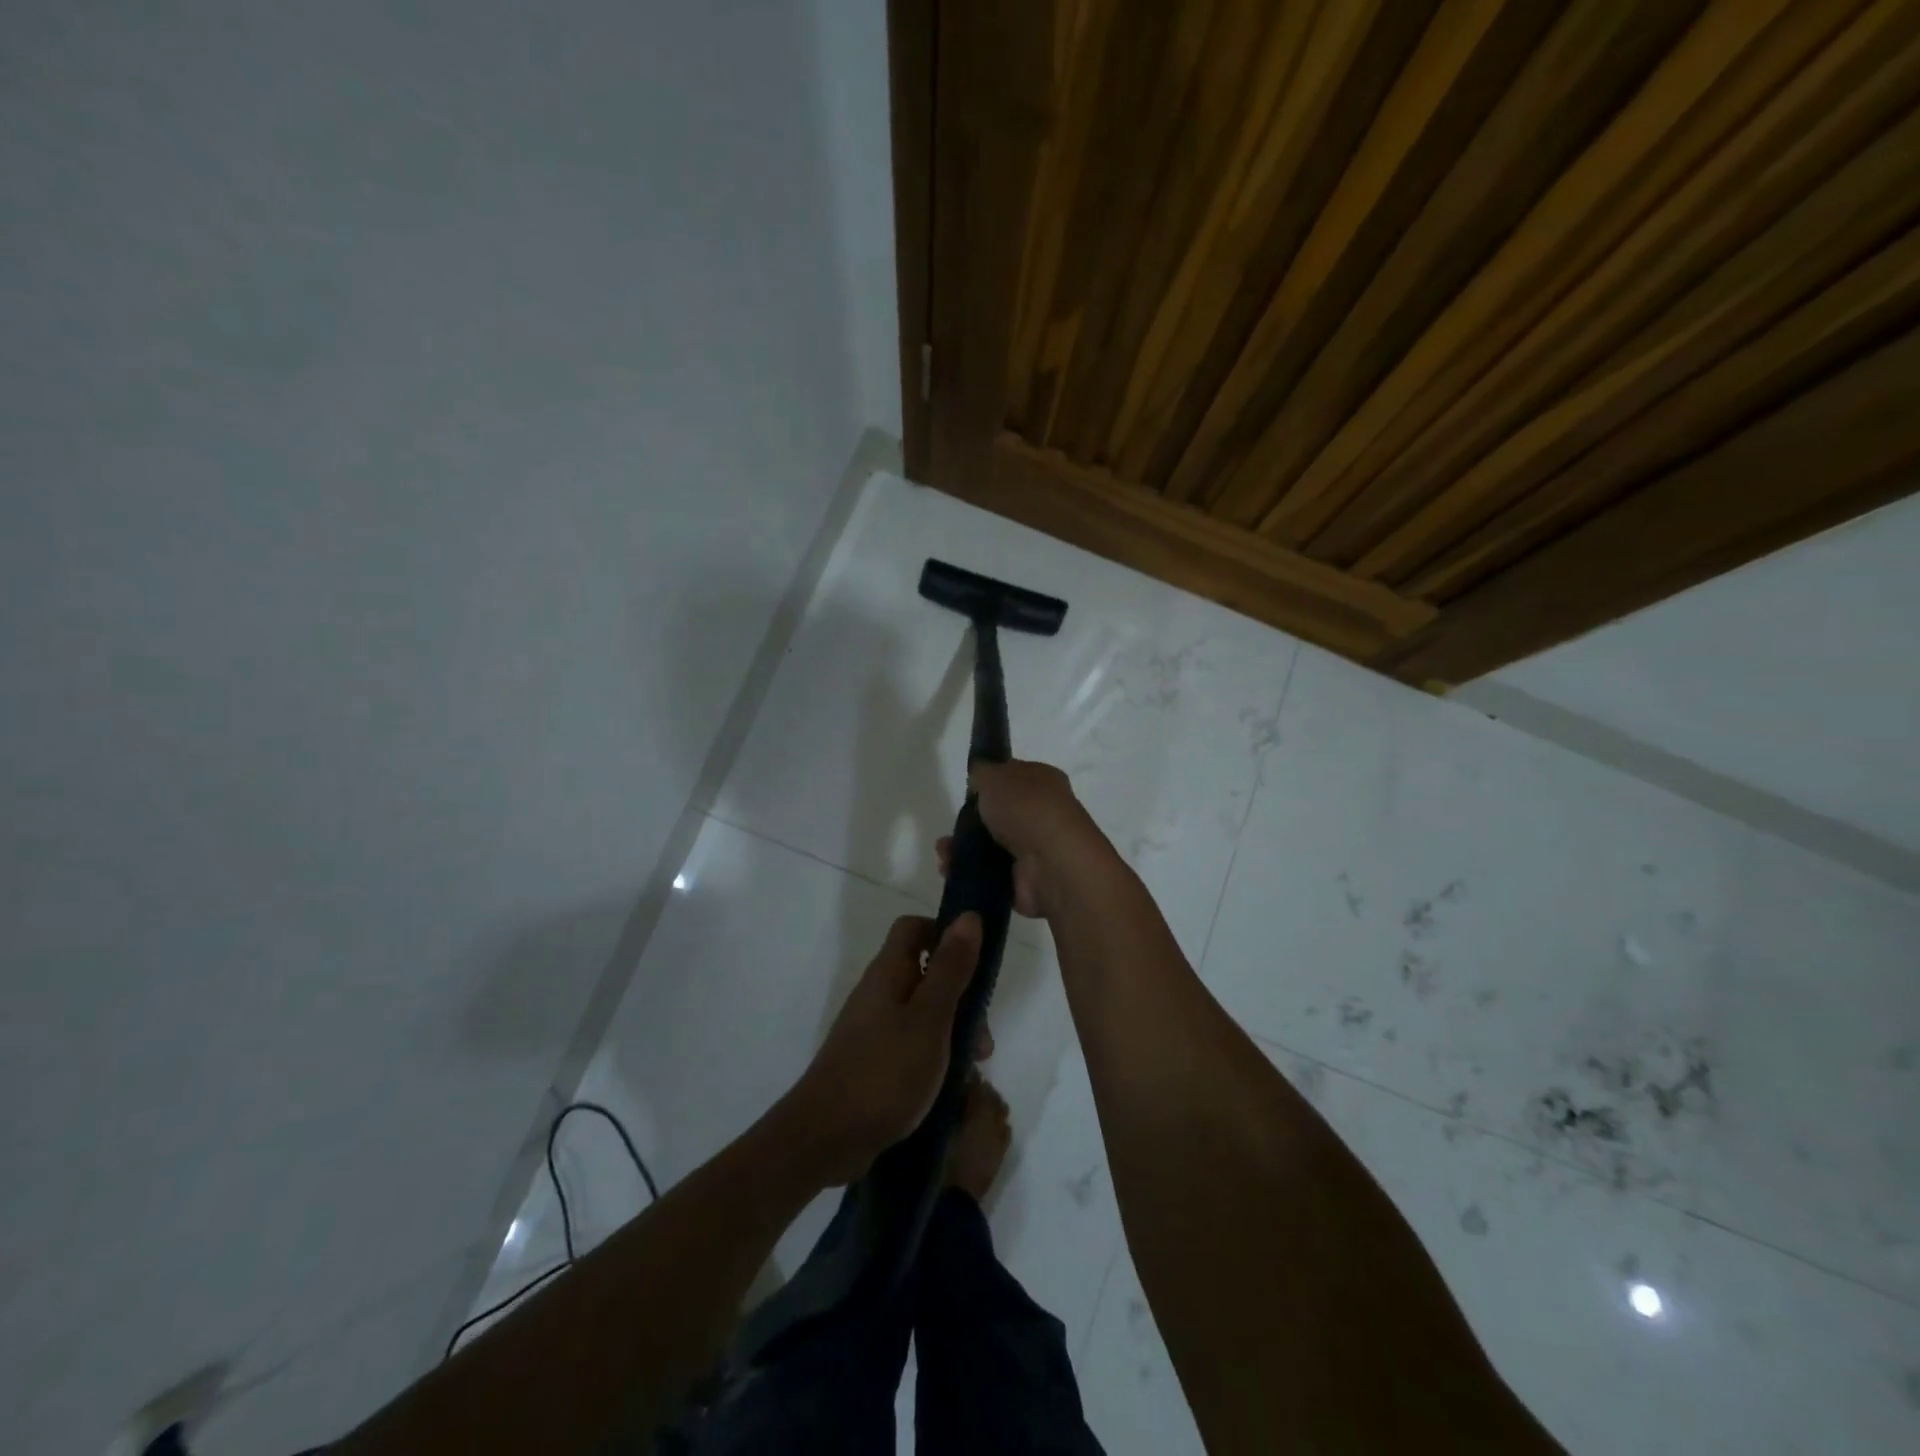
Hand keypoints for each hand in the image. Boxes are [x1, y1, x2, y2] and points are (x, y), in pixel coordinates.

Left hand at [784, 913, 986, 1183]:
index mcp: (888, 973)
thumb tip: (969, 916)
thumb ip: (951, 968)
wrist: (825, 1138)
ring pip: (922, 1013)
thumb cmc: (884, 1073)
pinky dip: (934, 1056)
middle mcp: (877, 994)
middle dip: (960, 997)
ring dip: (951, 1032)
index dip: (946, 933)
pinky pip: (910, 1044)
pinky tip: (949, 1086)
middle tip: (981, 1038)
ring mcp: (871, 1029)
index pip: (915, 929)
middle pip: (924, 974)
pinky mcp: (872, 1062)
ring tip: (972, 1068)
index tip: (977, 961)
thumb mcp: (929, 1018)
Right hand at [936, 759, 1112, 918]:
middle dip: (969, 823)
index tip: (967, 792)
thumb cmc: (1025, 807)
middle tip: (951, 828)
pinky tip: (950, 869)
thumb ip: (982, 772)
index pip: (1013, 778)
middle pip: (998, 816)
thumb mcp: (995, 775)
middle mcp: (1042, 815)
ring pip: (990, 848)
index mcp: (1043, 782)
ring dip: (963, 850)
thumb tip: (979, 779)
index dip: (989, 784)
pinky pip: (989, 875)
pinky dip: (969, 873)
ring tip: (944, 853)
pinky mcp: (1024, 881)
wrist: (1051, 862)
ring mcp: (1035, 850)